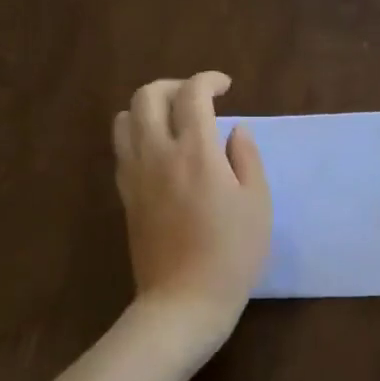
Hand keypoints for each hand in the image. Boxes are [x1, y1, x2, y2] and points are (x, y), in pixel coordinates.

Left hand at [113, 72, 270, 339]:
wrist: (184, 300)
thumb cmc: (232, 253)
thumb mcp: (257, 203)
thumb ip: (247, 158)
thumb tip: (235, 130)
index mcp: (196, 152)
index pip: (192, 95)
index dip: (208, 80)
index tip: (225, 86)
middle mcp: (157, 154)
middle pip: (147, 97)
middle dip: (173, 86)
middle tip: (197, 98)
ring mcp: (134, 175)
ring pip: (124, 119)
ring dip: (148, 108)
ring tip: (174, 122)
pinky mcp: (125, 196)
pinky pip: (122, 149)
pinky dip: (138, 135)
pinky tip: (161, 153)